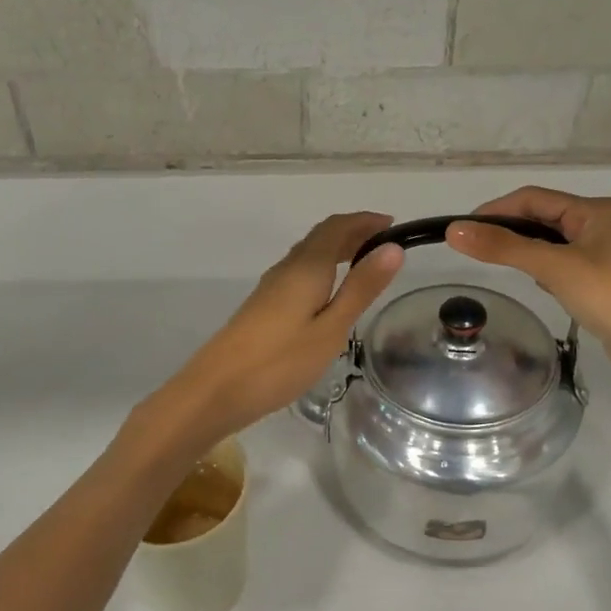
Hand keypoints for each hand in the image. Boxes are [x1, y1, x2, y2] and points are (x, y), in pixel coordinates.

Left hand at [163, 212, 403, 440]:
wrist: (216, 389)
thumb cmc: (280, 361)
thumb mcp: (331, 328)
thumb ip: (361, 288)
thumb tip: (393, 248)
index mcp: (306, 267)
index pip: (337, 228)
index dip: (365, 221)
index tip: (393, 224)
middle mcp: (287, 268)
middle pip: (322, 236)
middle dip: (353, 232)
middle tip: (385, 242)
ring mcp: (272, 286)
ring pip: (309, 253)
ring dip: (338, 249)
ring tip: (365, 262)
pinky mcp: (264, 305)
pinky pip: (300, 271)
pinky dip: (323, 267)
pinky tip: (331, 291)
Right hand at [446, 188, 610, 391]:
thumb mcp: (553, 268)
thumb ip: (504, 247)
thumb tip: (455, 230)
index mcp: (595, 210)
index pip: (534, 198)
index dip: (497, 209)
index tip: (464, 228)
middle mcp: (601, 225)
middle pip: (543, 218)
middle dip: (511, 231)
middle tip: (477, 250)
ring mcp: (605, 254)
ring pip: (552, 244)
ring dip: (528, 252)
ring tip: (505, 269)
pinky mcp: (604, 280)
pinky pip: (563, 265)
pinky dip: (546, 271)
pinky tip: (542, 288)